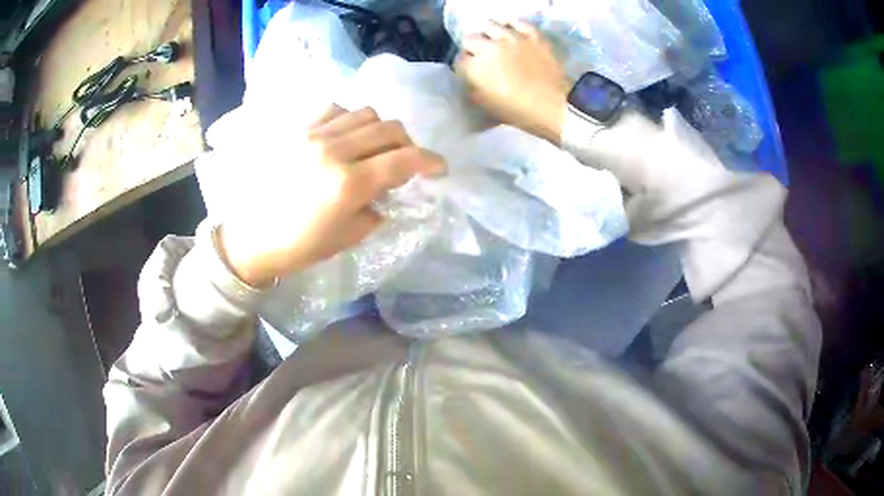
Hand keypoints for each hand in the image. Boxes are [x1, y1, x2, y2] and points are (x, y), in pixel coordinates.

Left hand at [217, 106, 445, 287]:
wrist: (250, 237)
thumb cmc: (299, 246)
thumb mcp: (347, 237)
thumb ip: (376, 208)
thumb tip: (387, 189)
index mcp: (348, 184)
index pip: (404, 160)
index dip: (430, 161)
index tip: (439, 168)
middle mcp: (334, 150)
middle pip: (389, 128)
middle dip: (408, 143)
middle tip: (405, 161)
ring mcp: (313, 135)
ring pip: (365, 113)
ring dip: (380, 129)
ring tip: (373, 147)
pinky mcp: (296, 129)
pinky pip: (334, 109)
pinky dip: (349, 119)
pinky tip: (345, 136)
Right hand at [456, 21, 570, 143]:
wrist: (555, 107)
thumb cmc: (520, 112)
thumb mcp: (487, 106)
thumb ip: (473, 89)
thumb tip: (469, 79)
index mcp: (475, 68)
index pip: (458, 60)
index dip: (463, 66)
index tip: (469, 72)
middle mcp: (489, 48)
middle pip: (469, 39)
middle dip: (472, 48)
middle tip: (480, 57)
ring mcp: (512, 38)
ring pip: (489, 25)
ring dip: (488, 34)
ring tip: (493, 41)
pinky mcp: (532, 36)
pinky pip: (516, 22)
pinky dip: (511, 25)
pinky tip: (510, 31)